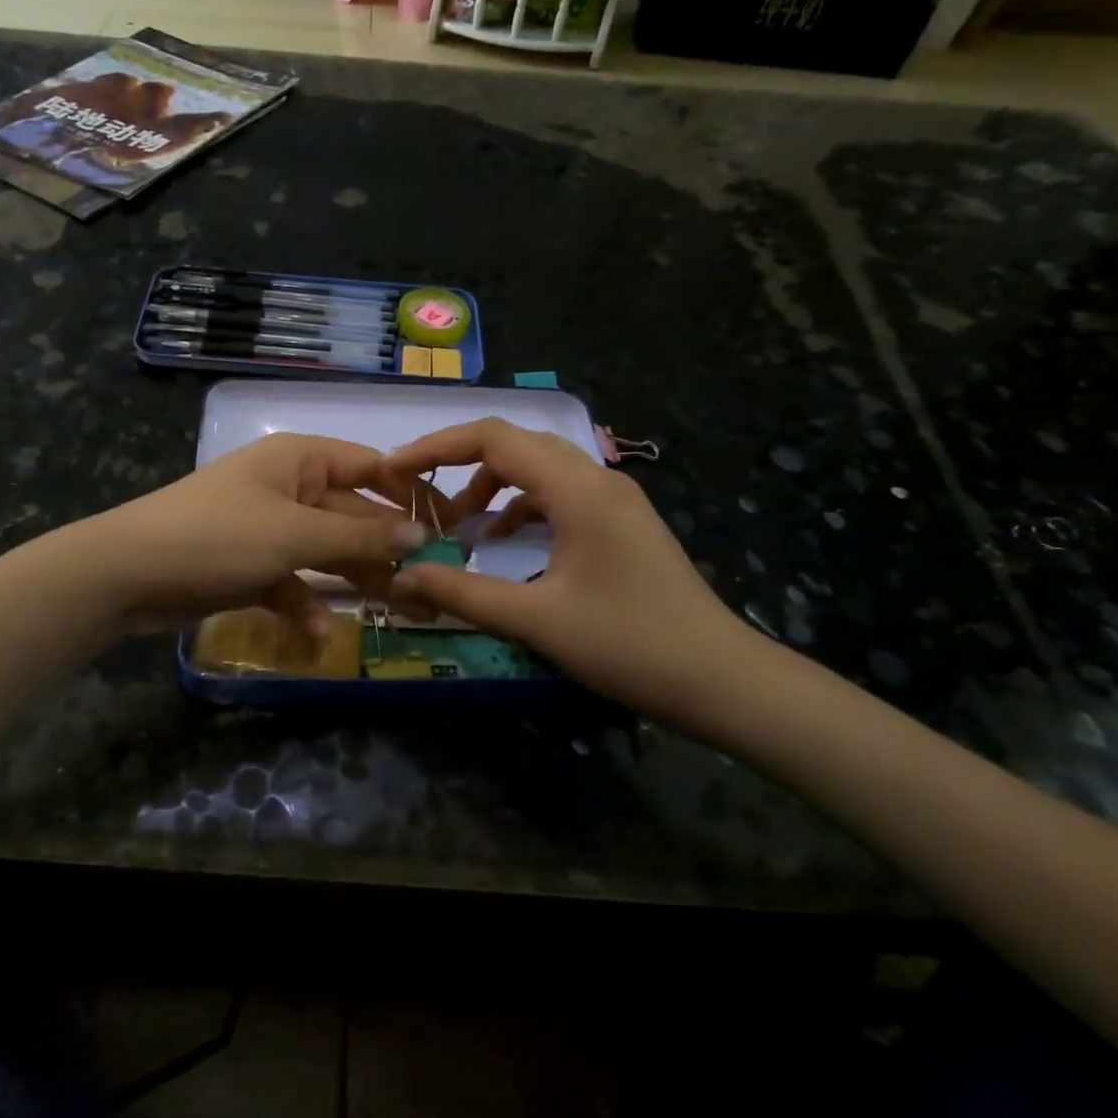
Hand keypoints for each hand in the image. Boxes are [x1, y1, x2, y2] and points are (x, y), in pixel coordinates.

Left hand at [83, 433, 428, 636]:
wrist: (127, 573)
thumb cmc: (218, 536)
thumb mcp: (294, 532)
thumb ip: (359, 533)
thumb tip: (421, 531)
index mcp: (299, 460)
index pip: (370, 467)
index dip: (410, 495)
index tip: (451, 527)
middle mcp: (287, 487)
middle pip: (350, 514)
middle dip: (383, 548)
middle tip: (427, 583)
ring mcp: (267, 527)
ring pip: (324, 550)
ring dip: (351, 579)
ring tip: (393, 609)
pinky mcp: (249, 564)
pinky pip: (290, 580)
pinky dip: (305, 603)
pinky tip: (319, 632)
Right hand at [383, 418, 761, 724]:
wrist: (722, 679)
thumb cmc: (630, 645)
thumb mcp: (537, 620)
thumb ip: (463, 594)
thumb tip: (402, 576)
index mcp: (577, 489)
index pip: (494, 438)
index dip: (436, 446)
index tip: (395, 470)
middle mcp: (597, 478)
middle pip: (515, 445)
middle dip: (459, 464)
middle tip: (419, 495)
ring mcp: (614, 498)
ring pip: (538, 468)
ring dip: (493, 487)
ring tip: (461, 530)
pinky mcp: (621, 521)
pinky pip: (558, 494)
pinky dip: (521, 508)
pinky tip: (505, 545)